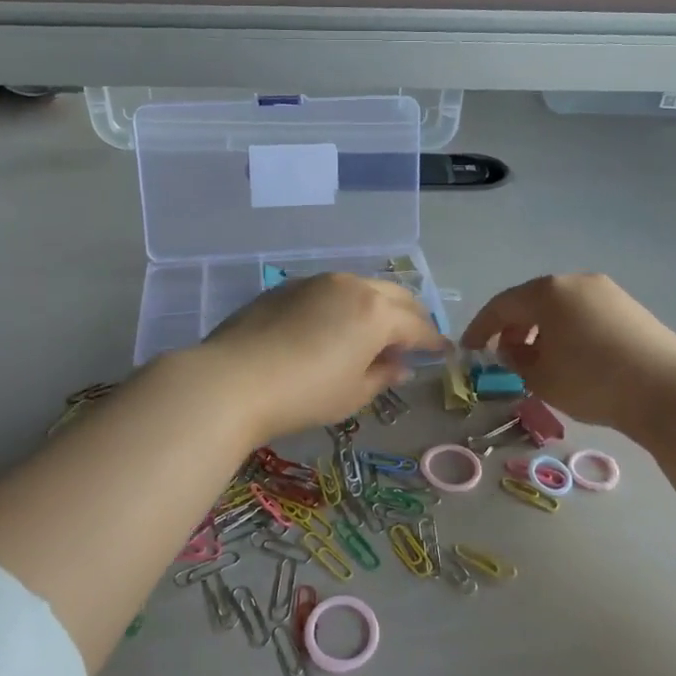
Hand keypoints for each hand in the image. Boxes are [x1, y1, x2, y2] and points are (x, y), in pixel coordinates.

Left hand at [192, 273, 447, 442]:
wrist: (232, 380)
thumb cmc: (303, 394)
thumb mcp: (352, 393)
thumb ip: (383, 375)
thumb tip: (400, 366)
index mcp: (376, 312)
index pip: (417, 326)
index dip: (433, 341)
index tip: (443, 352)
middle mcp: (351, 285)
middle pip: (395, 295)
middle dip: (412, 316)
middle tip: (417, 338)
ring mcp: (317, 281)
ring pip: (362, 287)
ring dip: (378, 306)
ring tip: (377, 332)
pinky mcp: (287, 286)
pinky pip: (331, 291)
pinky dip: (346, 305)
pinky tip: (336, 326)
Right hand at [463, 273, 675, 433]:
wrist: (668, 391)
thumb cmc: (593, 382)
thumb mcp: (541, 378)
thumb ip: (515, 360)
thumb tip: (510, 348)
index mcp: (548, 292)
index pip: (501, 305)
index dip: (480, 328)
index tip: (469, 350)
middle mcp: (575, 281)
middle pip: (532, 300)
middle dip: (513, 326)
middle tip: (503, 354)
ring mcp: (606, 291)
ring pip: (560, 306)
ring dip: (542, 328)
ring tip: (538, 359)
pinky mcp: (629, 306)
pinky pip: (585, 312)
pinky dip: (568, 329)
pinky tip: (572, 356)